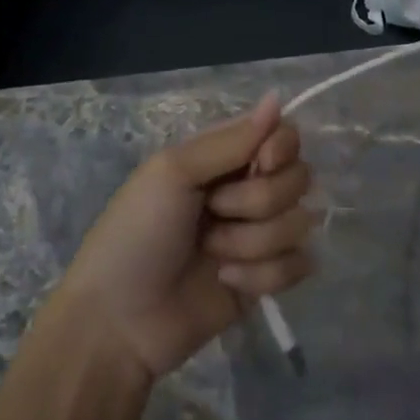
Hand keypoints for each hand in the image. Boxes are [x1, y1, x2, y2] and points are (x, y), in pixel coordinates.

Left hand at [55, 95, 314, 382]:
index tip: (259, 165)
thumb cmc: (136, 233)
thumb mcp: (173, 173)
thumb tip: (276, 98)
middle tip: (214, 213)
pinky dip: (263, 276)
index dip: (280, 148)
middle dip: (258, 201)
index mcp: (223, 157)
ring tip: (212, 254)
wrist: (120, 321)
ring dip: (252, 242)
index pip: (282, 135)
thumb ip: (230, 140)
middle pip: (298, 177)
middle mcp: (246, 189)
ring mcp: (259, 235)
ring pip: (299, 223)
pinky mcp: (267, 279)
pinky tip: (227, 282)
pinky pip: (298, 265)